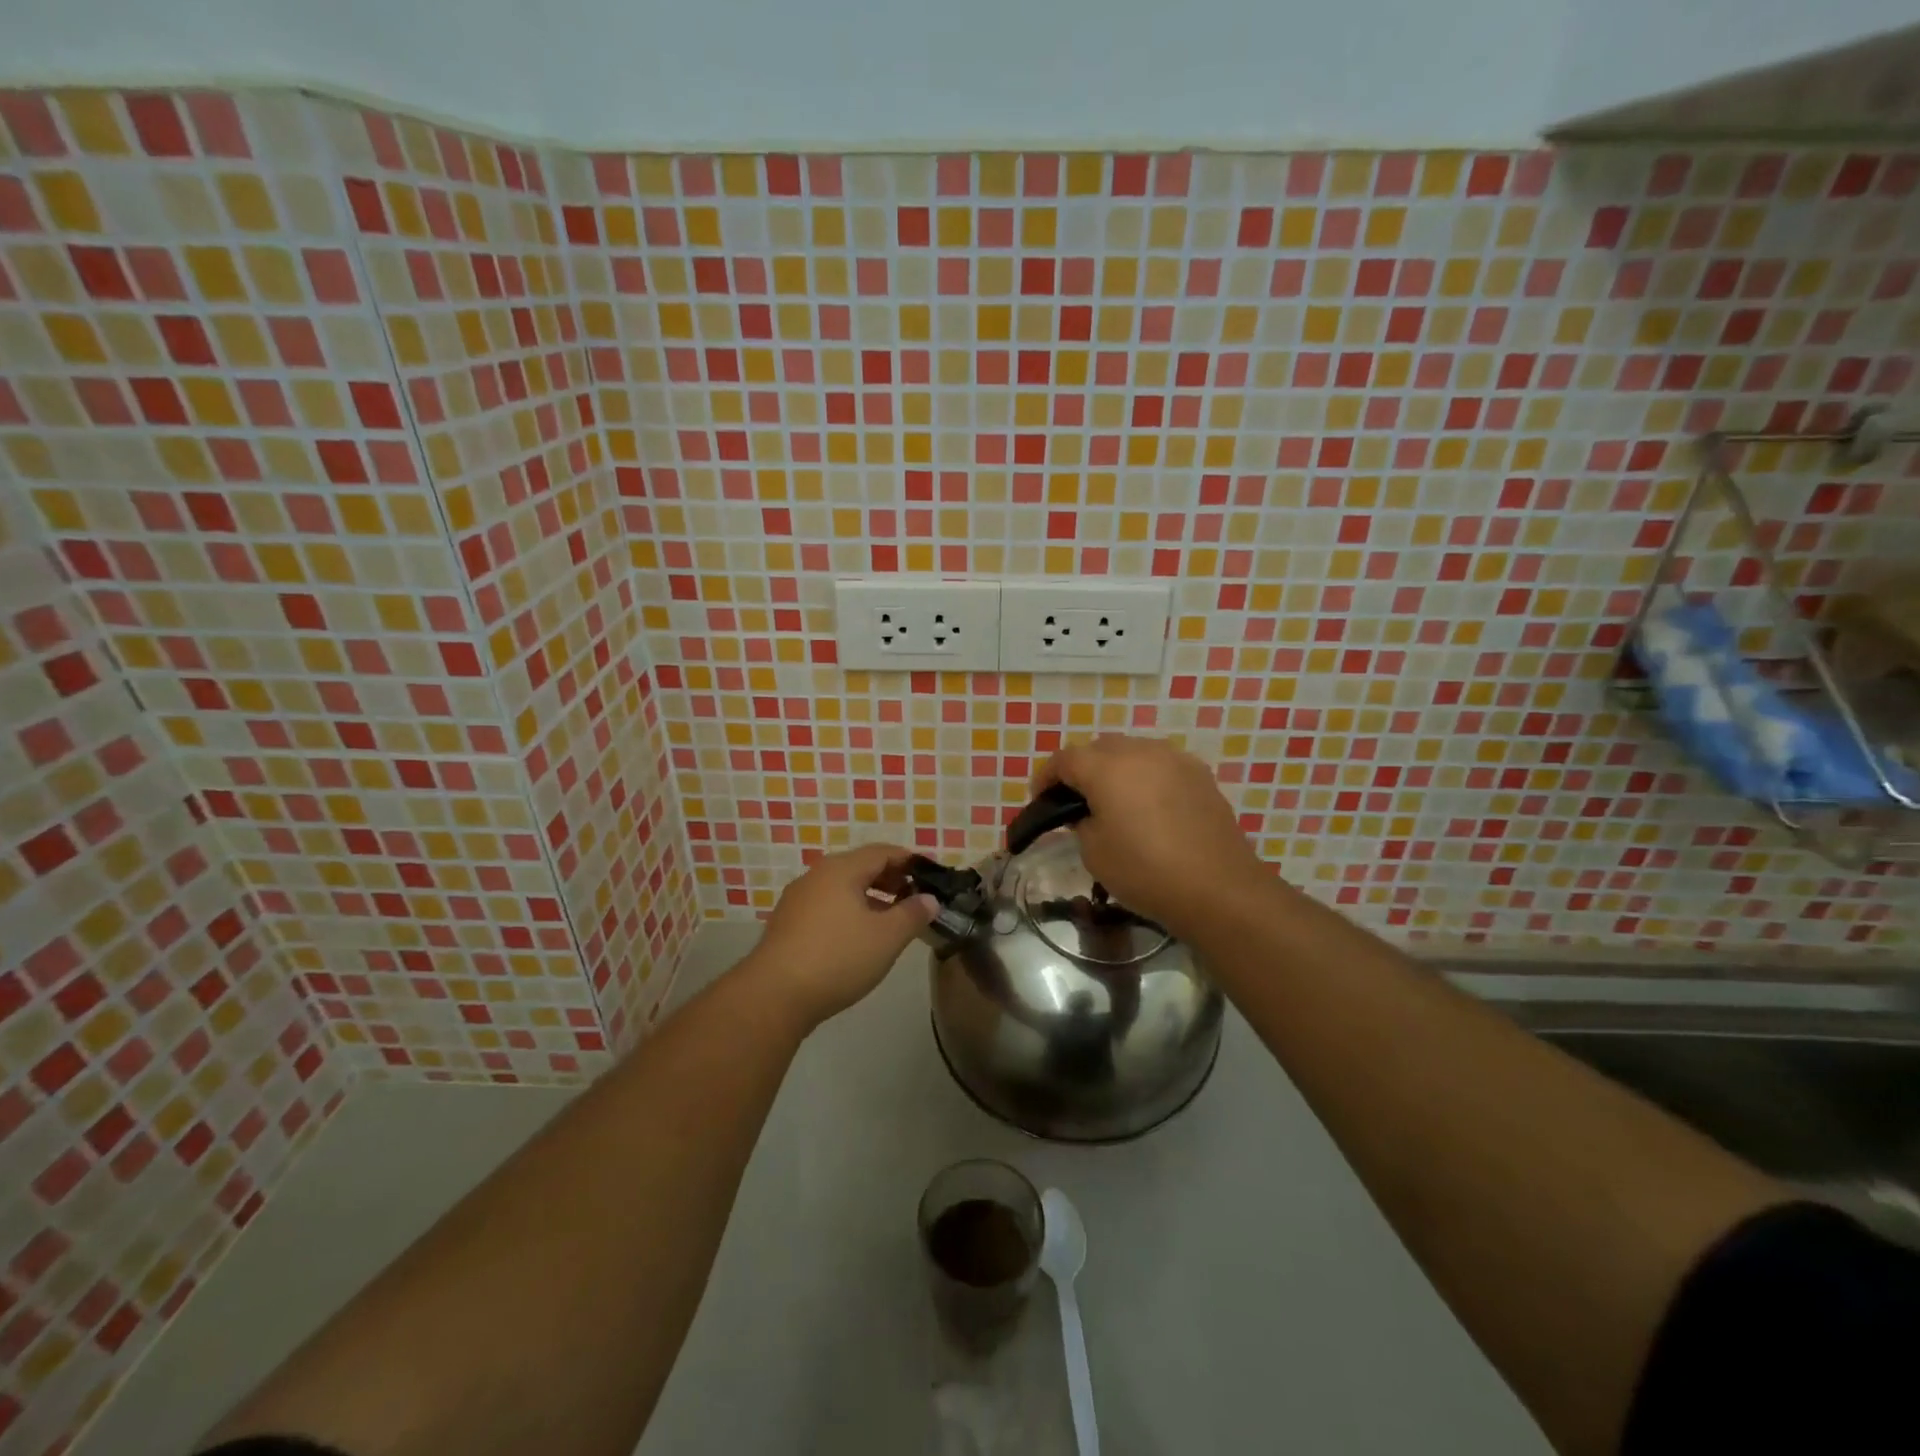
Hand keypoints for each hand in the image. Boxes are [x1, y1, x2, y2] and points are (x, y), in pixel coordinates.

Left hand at [739, 843, 937, 1031]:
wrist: (774, 996)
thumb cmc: (838, 958)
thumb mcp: (887, 937)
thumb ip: (913, 914)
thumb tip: (930, 899)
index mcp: (841, 869)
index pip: (883, 852)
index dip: (910, 860)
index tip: (932, 873)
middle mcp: (816, 876)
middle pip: (861, 867)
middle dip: (891, 878)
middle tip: (915, 897)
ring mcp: (798, 900)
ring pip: (843, 888)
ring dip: (871, 897)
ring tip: (892, 919)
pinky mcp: (787, 924)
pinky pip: (827, 906)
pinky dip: (850, 911)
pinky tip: (859, 937)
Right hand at [1032, 735, 1267, 936]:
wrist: (1217, 887)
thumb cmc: (1145, 870)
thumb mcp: (1094, 852)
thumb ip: (1081, 822)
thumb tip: (1087, 812)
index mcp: (1106, 767)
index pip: (1064, 759)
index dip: (1046, 777)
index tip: (1039, 798)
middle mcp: (1140, 751)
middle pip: (1099, 748)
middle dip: (1082, 768)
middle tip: (1075, 799)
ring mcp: (1174, 759)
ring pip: (1133, 751)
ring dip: (1116, 768)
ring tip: (1113, 800)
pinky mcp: (1200, 774)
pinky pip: (1161, 765)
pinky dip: (1146, 777)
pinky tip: (1148, 806)